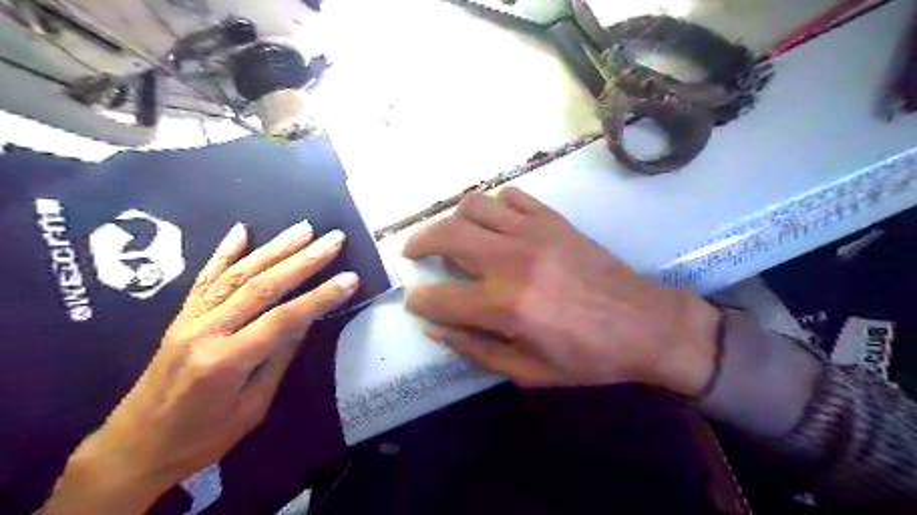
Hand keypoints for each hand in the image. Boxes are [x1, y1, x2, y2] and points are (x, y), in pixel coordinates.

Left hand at [40, 221, 356, 514]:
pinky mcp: (181, 316)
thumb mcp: (252, 407)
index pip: (284, 319)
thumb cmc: (201, 438)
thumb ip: (277, 359)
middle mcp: (206, 331)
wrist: (133, 448)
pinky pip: (205, 278)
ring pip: (238, 274)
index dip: (320, 297)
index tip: (350, 278)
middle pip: (262, 286)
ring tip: (303, 228)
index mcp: (226, 361)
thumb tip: (304, 321)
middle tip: (333, 239)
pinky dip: (224, 252)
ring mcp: (190, 319)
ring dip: (274, 248)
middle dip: (303, 260)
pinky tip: (242, 230)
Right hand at [404, 190, 720, 394]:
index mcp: (506, 305)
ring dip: (453, 219)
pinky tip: (494, 222)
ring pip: (473, 205)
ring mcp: (533, 232)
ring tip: (453, 235)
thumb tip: (437, 329)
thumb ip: (477, 349)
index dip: (420, 301)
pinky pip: (510, 196)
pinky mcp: (552, 220)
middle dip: (419, 242)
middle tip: (413, 251)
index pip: (441, 298)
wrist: (646, 324)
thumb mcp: (529, 371)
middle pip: (447, 235)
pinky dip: (493, 206)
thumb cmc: (588, 357)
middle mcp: (512, 260)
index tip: (414, 301)